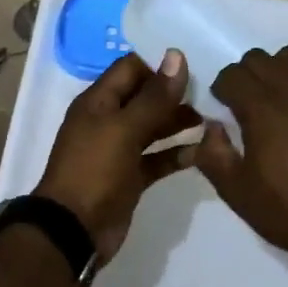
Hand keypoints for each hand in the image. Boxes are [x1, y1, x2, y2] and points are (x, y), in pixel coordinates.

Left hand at [36, 50, 200, 264]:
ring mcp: (119, 150)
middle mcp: (108, 121)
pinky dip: (177, 154)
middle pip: (145, 97)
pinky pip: (157, 158)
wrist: (73, 230)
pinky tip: (204, 150)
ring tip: (214, 117)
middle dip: (175, 93)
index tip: (196, 62)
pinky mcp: (131, 177)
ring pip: (154, 128)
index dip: (160, 63)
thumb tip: (176, 56)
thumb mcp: (124, 129)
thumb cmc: (94, 170)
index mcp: (98, 102)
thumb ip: (154, 96)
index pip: (131, 68)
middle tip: (213, 90)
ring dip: (180, 122)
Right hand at [195, 47, 287, 258]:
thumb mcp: (236, 191)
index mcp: (262, 109)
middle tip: (250, 106)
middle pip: (259, 59)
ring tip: (284, 98)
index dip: (223, 90)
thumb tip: (210, 126)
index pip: (232, 75)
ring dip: (281, 72)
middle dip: (247, 78)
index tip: (225, 108)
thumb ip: (212, 153)